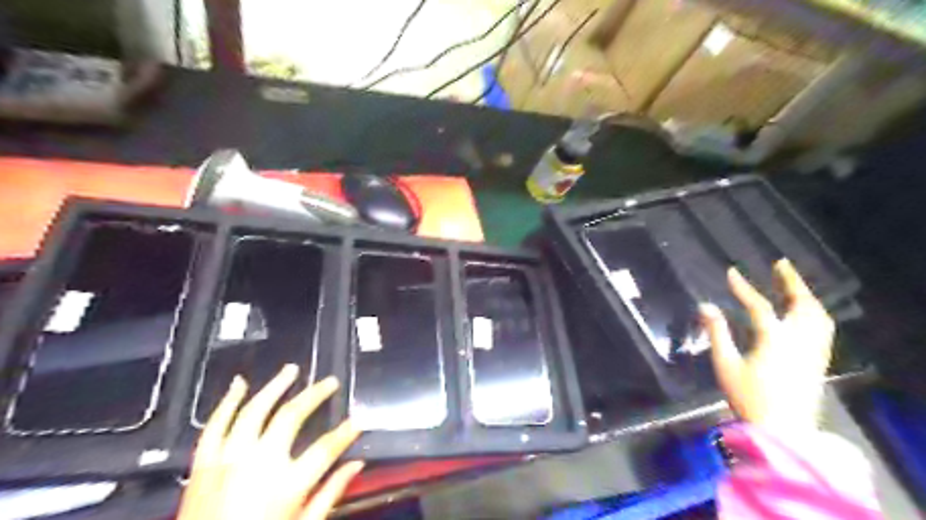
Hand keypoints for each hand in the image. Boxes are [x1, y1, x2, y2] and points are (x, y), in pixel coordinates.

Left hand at [177, 365, 360, 518]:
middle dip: (315, 394)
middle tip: (330, 382)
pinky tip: (240, 384)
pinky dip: (228, 402)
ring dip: (275, 386)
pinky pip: (215, 425)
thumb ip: (330, 494)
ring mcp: (227, 459)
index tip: (358, 421)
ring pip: (254, 410)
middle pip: (291, 416)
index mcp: (286, 484)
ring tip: (292, 370)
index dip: (346, 432)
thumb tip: (356, 464)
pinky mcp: (203, 463)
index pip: (326, 448)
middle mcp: (258, 463)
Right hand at [699, 259, 836, 433]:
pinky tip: (805, 312)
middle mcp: (799, 340)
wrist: (783, 430)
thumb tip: (705, 306)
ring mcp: (813, 351)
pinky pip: (823, 328)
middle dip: (791, 282)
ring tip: (793, 284)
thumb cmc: (749, 397)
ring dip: (806, 295)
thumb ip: (717, 333)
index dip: (743, 287)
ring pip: (818, 315)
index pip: (759, 305)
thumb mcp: (725, 365)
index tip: (731, 272)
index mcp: (773, 339)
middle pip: (802, 304)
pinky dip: (815, 312)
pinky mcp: (818, 361)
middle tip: (781, 264)